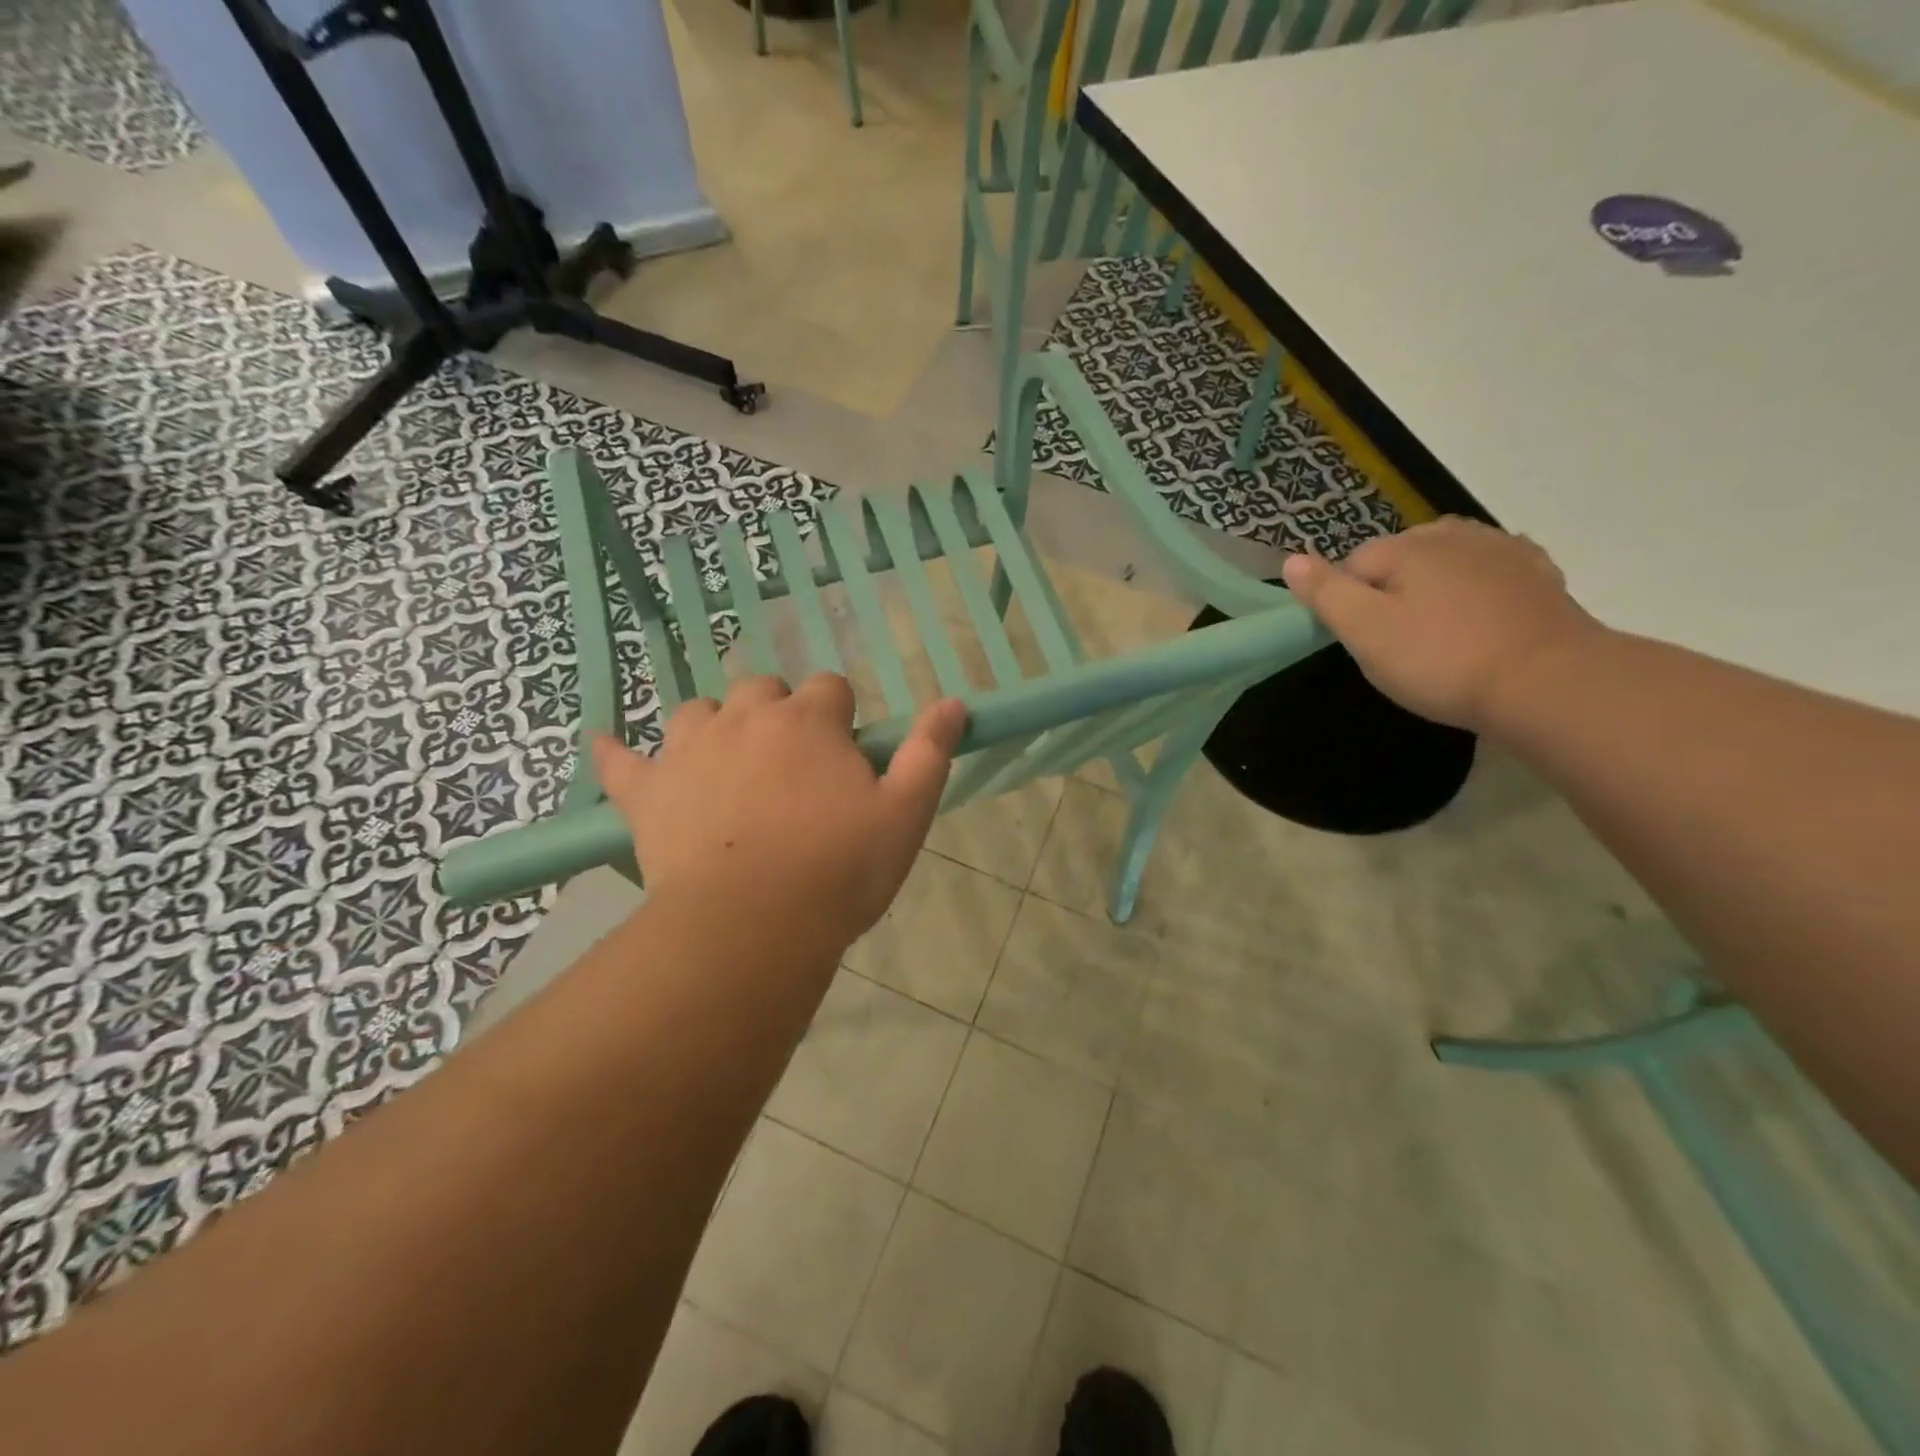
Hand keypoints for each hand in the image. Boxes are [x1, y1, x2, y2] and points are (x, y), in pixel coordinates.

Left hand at [590, 675, 966, 953]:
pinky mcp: (647, 792)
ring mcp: (690, 750)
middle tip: (790, 768)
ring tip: (726, 766)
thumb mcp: (905, 813)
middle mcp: (746, 718)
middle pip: (762, 690)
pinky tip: (605, 746)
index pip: (830, 688)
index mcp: (809, 721)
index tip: (845, 757)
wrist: (752, 923)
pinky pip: (621, 761)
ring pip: (698, 712)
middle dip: (778, 714)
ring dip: (714, 728)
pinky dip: (615, 754)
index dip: (840, 717)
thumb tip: (955, 702)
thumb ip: (929, 752)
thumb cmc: (839, 868)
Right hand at [1281, 517, 1602, 732]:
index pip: (1352, 565)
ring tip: (1439, 632)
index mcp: (1406, 547)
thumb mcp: (1365, 632)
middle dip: (1392, 591)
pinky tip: (1481, 618)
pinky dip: (1478, 588)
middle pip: (1400, 558)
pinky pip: (1491, 571)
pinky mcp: (1538, 574)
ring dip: (1435, 586)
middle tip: (1400, 642)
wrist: (1549, 683)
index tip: (1365, 641)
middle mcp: (1453, 535)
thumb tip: (1292, 558)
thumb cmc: (1441, 660)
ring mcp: (1502, 550)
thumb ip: (1325, 593)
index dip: (1349, 604)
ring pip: (1446, 561)